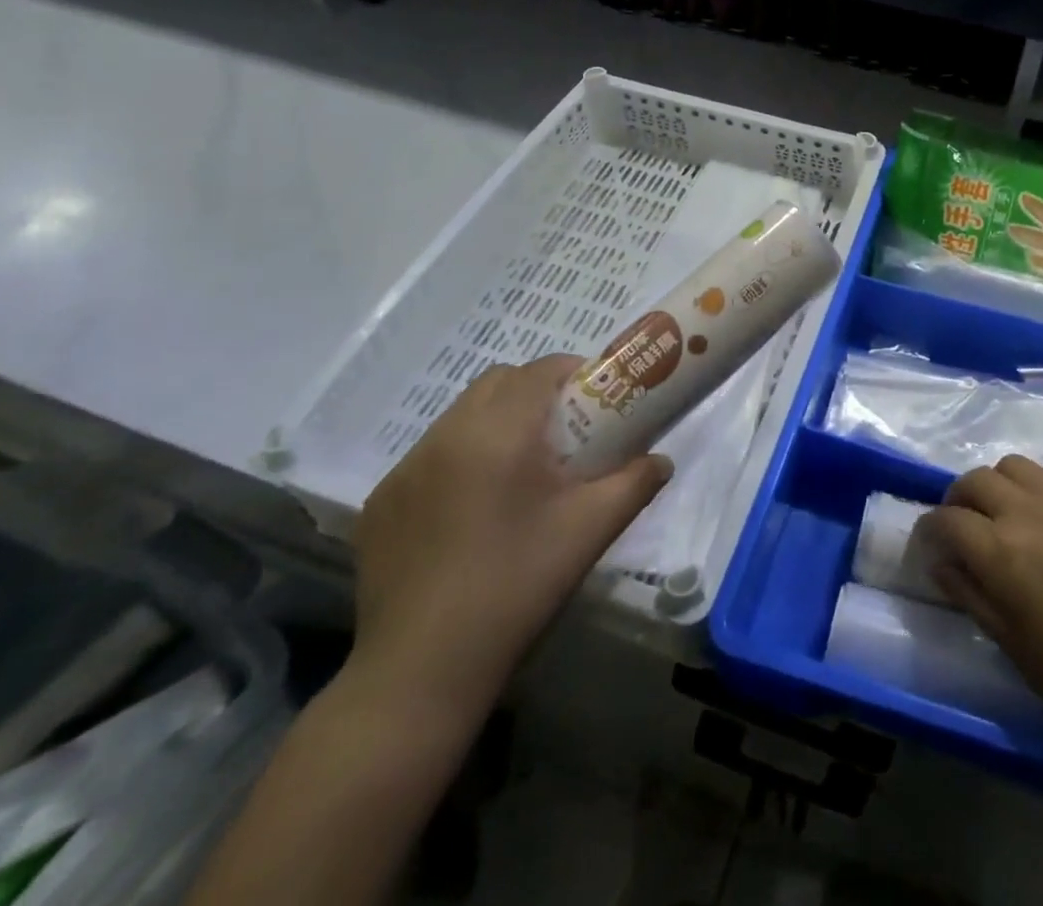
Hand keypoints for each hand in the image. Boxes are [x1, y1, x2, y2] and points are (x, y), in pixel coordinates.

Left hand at [350, 355, 669, 728]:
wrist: (423, 671)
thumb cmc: (518, 586)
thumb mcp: (590, 530)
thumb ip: (635, 483)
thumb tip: (661, 460)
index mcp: (498, 434)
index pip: (539, 370)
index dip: (573, 372)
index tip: (596, 399)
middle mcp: (445, 436)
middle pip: (497, 382)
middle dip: (535, 392)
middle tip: (564, 433)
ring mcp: (405, 469)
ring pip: (461, 415)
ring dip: (496, 422)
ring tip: (520, 472)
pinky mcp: (381, 502)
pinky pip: (430, 455)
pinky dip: (460, 458)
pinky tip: (472, 510)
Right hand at [921, 456, 1042, 743]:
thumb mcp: (1007, 639)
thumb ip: (967, 591)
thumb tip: (939, 560)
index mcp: (1003, 552)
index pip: (948, 520)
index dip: (930, 529)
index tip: (929, 542)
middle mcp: (1030, 512)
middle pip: (976, 480)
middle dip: (958, 499)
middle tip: (961, 524)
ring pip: (1013, 465)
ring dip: (997, 485)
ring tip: (1002, 512)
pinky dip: (1036, 486)